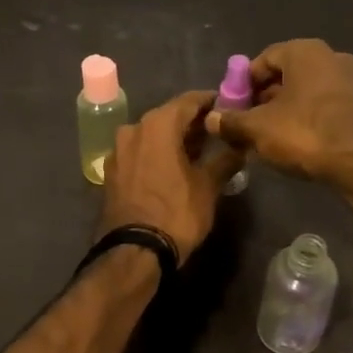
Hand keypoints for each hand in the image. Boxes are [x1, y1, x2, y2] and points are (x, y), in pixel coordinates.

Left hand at [99, 91, 243, 263]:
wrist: (134, 251)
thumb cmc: (176, 213)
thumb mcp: (208, 187)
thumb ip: (225, 160)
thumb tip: (241, 146)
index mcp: (157, 124)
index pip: (189, 101)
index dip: (211, 102)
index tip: (229, 107)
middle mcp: (133, 128)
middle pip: (169, 116)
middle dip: (193, 123)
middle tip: (218, 132)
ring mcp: (118, 150)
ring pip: (152, 134)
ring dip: (175, 139)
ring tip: (199, 152)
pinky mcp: (112, 171)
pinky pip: (140, 152)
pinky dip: (158, 153)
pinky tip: (174, 167)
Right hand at [203, 39, 352, 191]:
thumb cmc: (305, 134)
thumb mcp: (257, 129)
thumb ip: (231, 121)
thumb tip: (211, 118)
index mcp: (305, 52)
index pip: (263, 60)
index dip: (244, 84)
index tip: (234, 107)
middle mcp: (332, 56)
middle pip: (287, 74)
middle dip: (265, 97)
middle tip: (249, 122)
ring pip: (308, 91)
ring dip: (288, 108)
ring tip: (271, 135)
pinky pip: (327, 105)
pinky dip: (310, 117)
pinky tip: (300, 141)